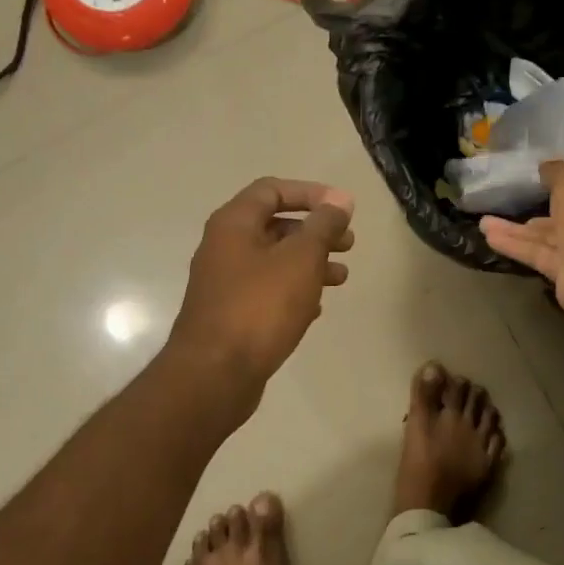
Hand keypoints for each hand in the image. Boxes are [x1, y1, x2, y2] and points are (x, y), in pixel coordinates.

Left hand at [170, 177, 355, 390]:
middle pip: (275, 226)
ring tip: (342, 278)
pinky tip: (316, 308)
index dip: (310, 193)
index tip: (343, 209)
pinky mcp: (230, 315)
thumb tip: (339, 200)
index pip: (272, 190)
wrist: (214, 374)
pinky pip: (267, 292)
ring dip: (310, 263)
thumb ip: (323, 226)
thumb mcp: (300, 259)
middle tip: (349, 244)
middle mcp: (224, 247)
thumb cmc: (260, 307)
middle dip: (315, 232)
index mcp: (233, 224)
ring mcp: (224, 283)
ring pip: (274, 262)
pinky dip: (293, 291)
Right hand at [481, 161, 563, 317]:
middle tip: (510, 202)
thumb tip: (545, 167)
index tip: (541, 181)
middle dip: (537, 210)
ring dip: (515, 230)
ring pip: (545, 237)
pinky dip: (514, 246)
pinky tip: (488, 237)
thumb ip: (557, 171)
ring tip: (484, 223)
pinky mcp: (563, 273)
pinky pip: (536, 254)